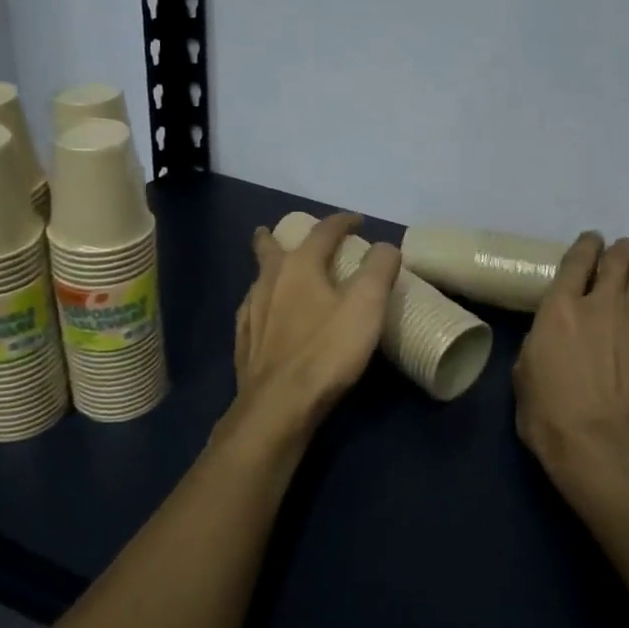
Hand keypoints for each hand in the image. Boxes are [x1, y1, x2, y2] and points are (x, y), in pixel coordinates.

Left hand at [221, 213, 398, 451]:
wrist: (278, 406)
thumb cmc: (326, 351)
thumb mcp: (366, 306)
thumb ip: (379, 270)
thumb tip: (385, 246)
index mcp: (299, 265)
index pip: (323, 231)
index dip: (342, 222)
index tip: (357, 221)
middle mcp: (269, 280)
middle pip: (270, 247)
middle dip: (277, 236)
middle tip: (284, 233)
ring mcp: (251, 311)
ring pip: (259, 278)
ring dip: (270, 270)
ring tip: (280, 274)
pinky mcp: (243, 341)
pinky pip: (252, 309)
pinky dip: (263, 303)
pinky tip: (268, 317)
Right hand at [513, 233, 628, 517]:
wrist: (602, 447)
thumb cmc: (549, 416)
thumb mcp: (525, 372)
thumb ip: (541, 341)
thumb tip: (552, 337)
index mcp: (560, 307)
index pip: (578, 257)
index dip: (587, 244)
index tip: (591, 243)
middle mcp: (604, 303)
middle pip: (620, 255)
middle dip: (620, 251)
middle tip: (619, 260)